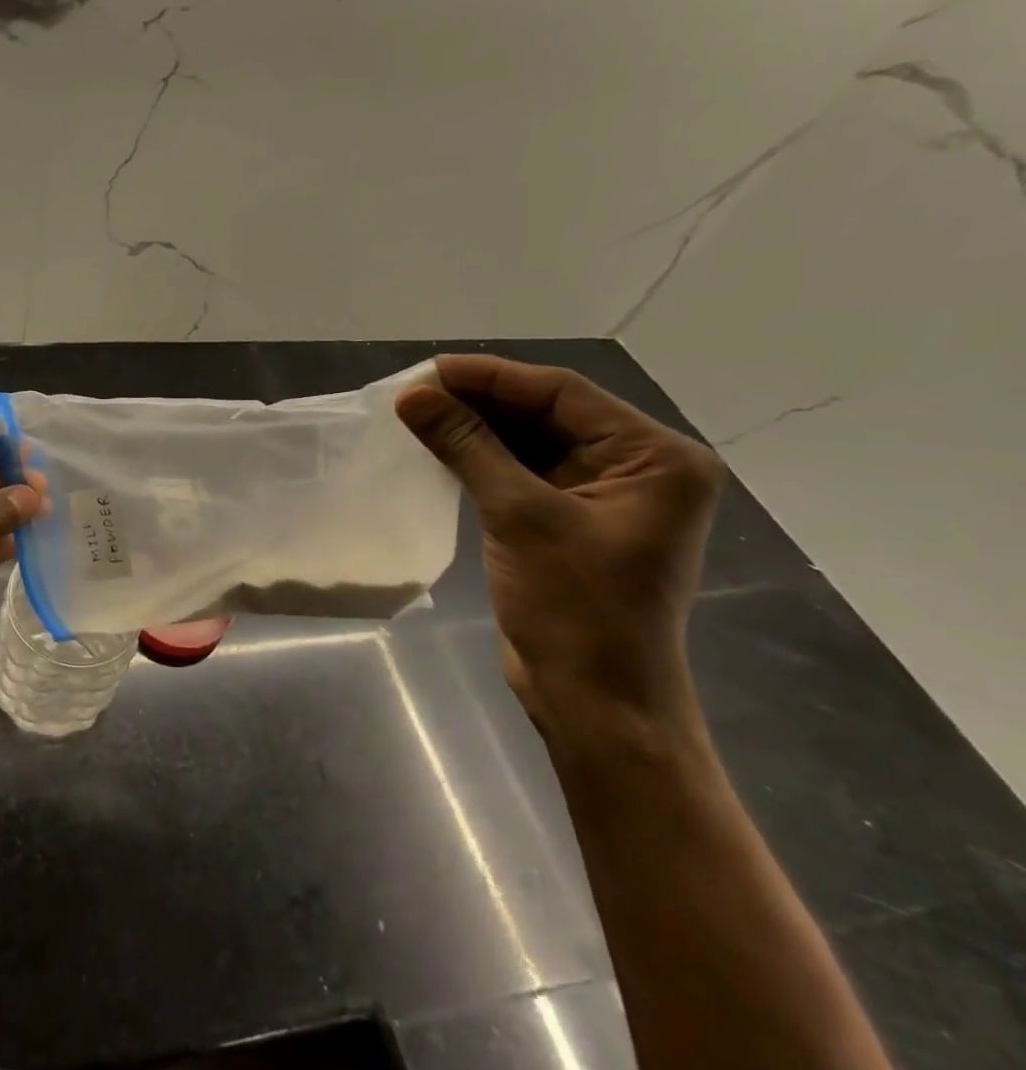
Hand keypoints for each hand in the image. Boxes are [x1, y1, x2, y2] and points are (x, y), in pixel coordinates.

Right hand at [395, 355, 722, 747]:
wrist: (594, 699)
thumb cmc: (575, 607)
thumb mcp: (519, 516)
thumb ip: (468, 446)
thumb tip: (413, 396)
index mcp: (655, 458)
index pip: (564, 394)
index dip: (492, 377)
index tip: (430, 370)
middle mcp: (639, 468)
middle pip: (550, 414)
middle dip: (482, 402)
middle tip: (416, 392)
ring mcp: (606, 496)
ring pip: (533, 443)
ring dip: (478, 430)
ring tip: (419, 414)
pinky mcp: (573, 521)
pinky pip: (525, 473)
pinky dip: (484, 461)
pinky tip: (442, 449)